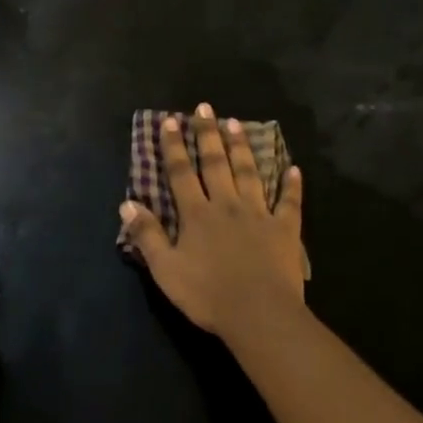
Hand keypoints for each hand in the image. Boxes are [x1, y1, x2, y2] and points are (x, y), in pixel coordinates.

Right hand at [120, 104, 305, 340]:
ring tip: (236, 123)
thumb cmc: (208, 295)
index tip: (170, 121)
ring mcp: (259, 214)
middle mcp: (227, 204)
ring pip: (249, 173)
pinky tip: (295, 169)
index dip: (174, 146)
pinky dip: (292, 186)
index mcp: (197, 214)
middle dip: (208, 134)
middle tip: (205, 107)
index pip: (181, 173)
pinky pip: (289, 203)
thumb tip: (127, 203)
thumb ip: (147, 235)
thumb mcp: (166, 269)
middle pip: (216, 163)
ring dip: (241, 147)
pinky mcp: (285, 230)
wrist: (259, 315)